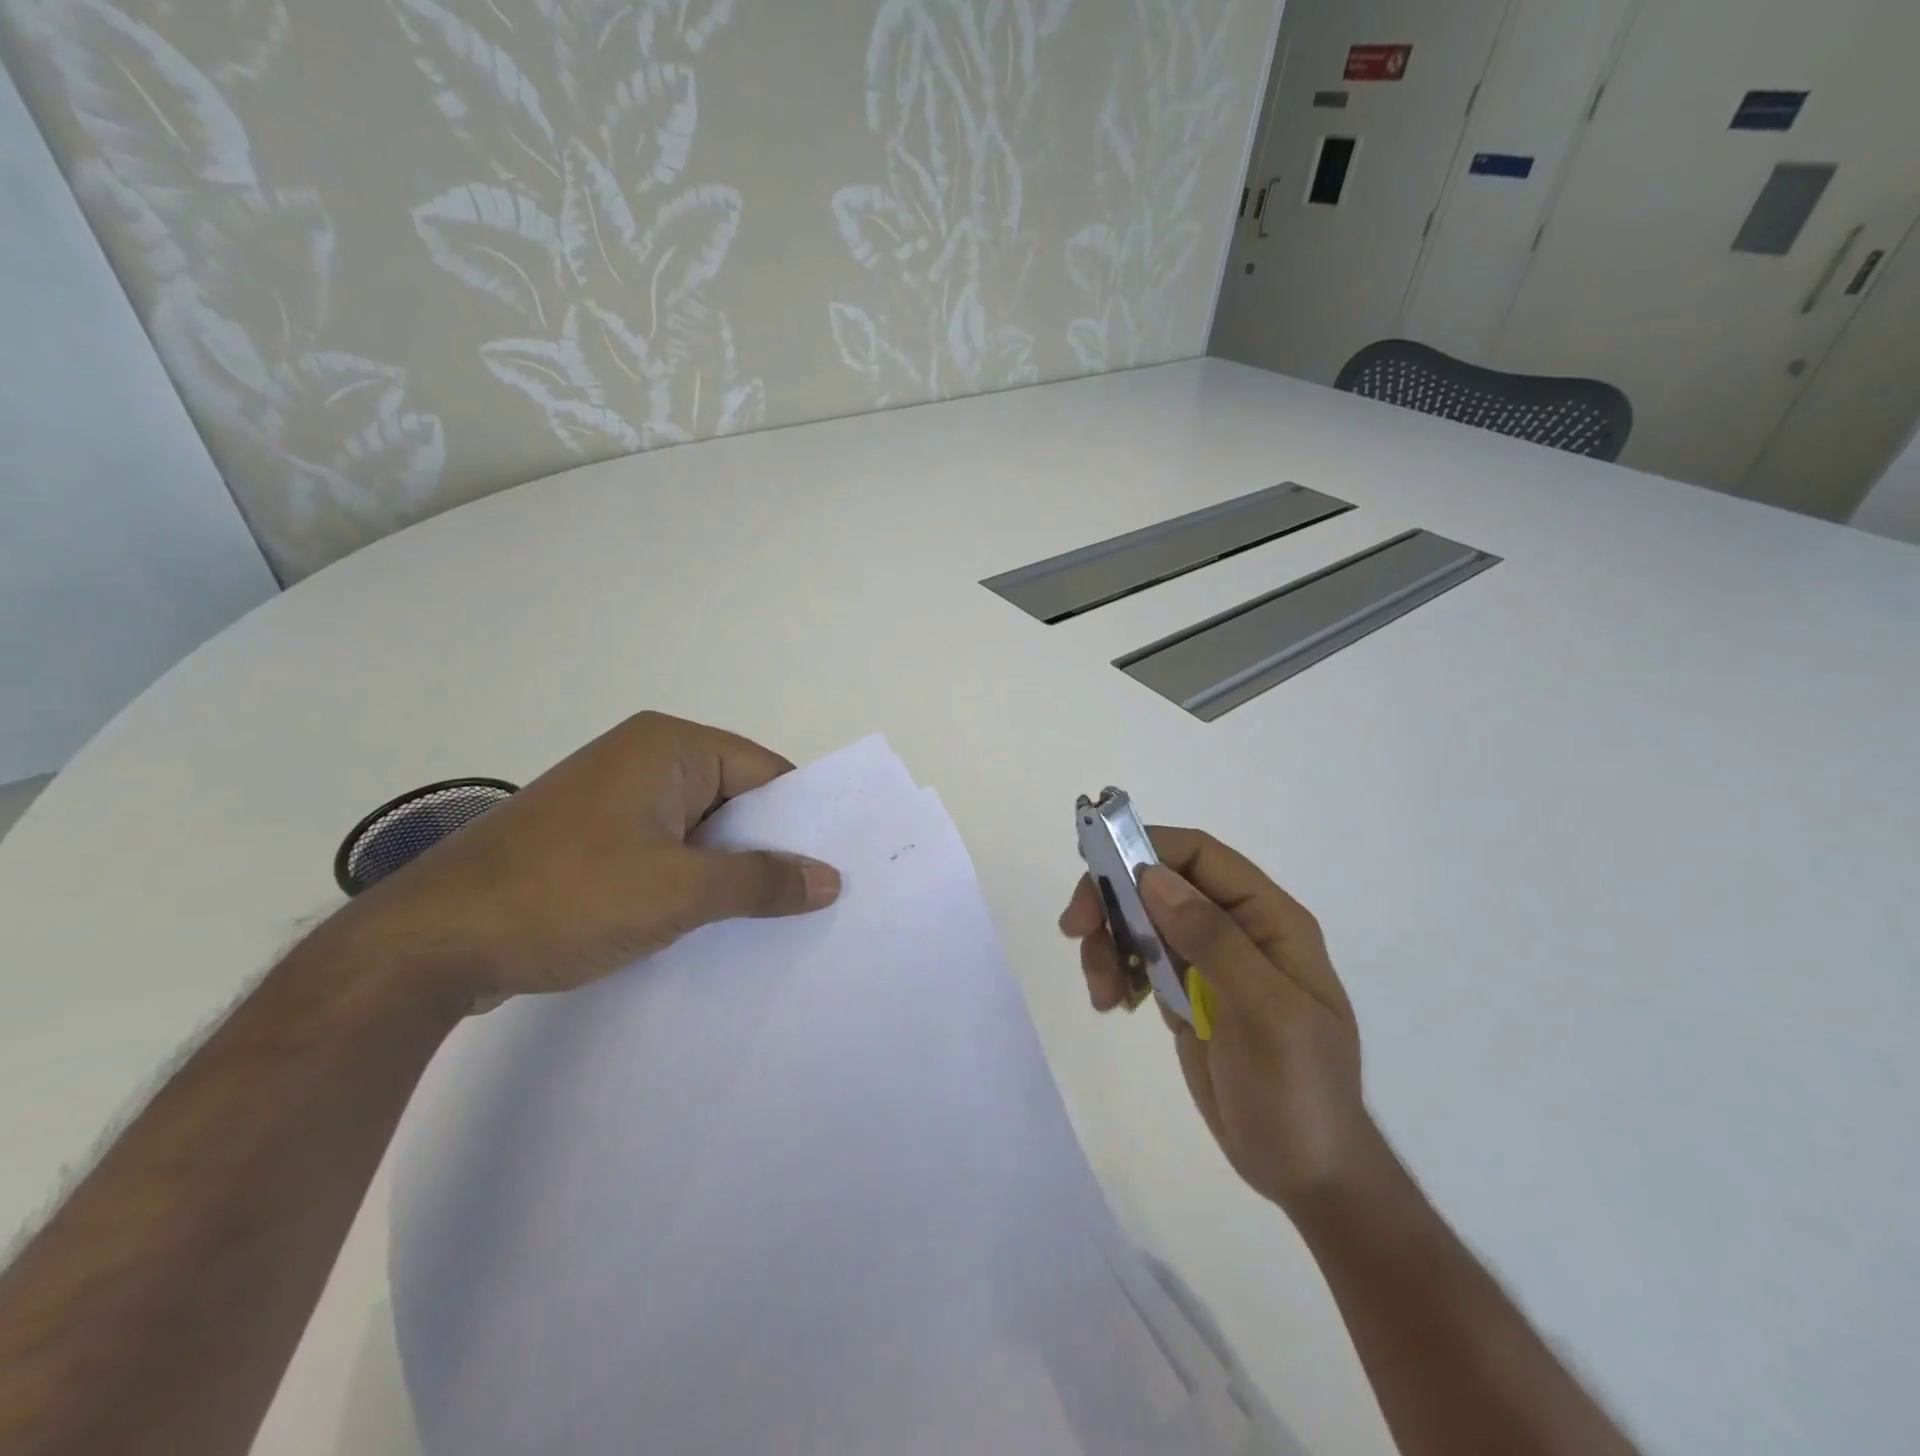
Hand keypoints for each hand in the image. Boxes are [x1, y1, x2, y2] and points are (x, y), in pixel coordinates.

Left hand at [332, 712, 840, 1009]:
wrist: (428, 945)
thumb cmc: (565, 897)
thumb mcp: (678, 891)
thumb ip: (761, 882)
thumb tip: (830, 879)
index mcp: (669, 747)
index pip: (765, 772)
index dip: (804, 818)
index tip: (838, 864)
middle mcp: (643, 758)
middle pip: (735, 798)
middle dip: (770, 847)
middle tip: (818, 896)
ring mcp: (613, 798)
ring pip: (700, 828)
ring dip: (730, 868)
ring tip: (776, 915)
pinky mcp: (591, 837)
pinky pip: (665, 848)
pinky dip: (692, 879)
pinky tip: (712, 921)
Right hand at [1060, 828, 1375, 1211]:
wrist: (1307, 1174)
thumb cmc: (1298, 1092)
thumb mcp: (1266, 1014)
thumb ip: (1213, 941)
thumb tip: (1152, 876)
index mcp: (1268, 919)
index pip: (1200, 856)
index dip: (1146, 849)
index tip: (1096, 871)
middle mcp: (1236, 929)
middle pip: (1159, 884)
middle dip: (1113, 899)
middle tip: (1076, 932)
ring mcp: (1208, 962)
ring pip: (1141, 920)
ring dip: (1108, 944)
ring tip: (1101, 994)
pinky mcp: (1186, 993)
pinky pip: (1138, 959)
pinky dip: (1115, 970)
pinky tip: (1111, 1003)